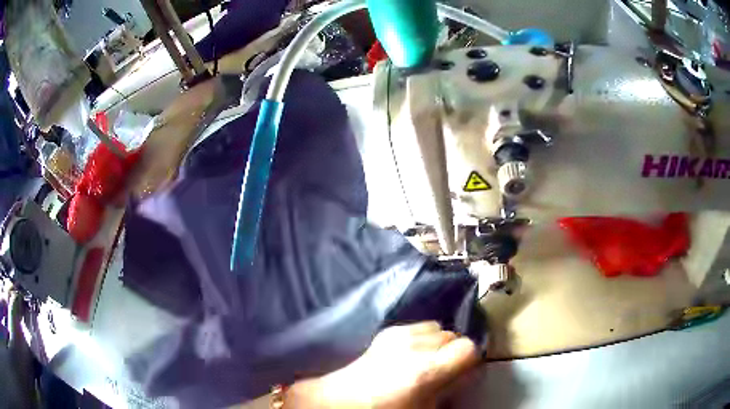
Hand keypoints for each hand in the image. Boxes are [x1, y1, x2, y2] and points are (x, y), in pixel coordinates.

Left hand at [286, 322, 479, 408]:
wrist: (344, 399)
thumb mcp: (425, 407)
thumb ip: (449, 388)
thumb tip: (466, 373)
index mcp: (426, 370)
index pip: (468, 348)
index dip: (469, 359)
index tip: (463, 370)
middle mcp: (415, 346)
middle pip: (453, 336)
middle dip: (453, 351)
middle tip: (442, 368)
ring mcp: (400, 334)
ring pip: (438, 327)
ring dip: (438, 342)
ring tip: (426, 359)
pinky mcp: (388, 330)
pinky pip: (419, 325)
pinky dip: (422, 336)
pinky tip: (410, 352)